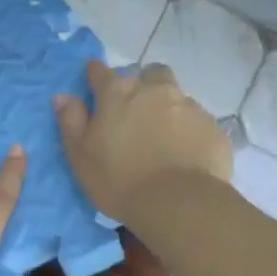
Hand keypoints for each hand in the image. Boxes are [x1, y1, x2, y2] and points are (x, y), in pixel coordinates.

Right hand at [53, 60, 230, 223]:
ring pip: (177, 96)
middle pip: (149, 73)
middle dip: (143, 84)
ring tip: (164, 137)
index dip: (95, 74)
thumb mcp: (80, 155)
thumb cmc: (119, 179)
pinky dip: (190, 131)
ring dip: (169, 108)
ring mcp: (189, 106)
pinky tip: (186, 154)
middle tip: (137, 112)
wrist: (179, 203)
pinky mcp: (213, 127)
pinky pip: (199, 121)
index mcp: (118, 93)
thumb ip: (70, 121)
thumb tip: (63, 96)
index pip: (100, 71)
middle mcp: (154, 90)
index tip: (93, 82)